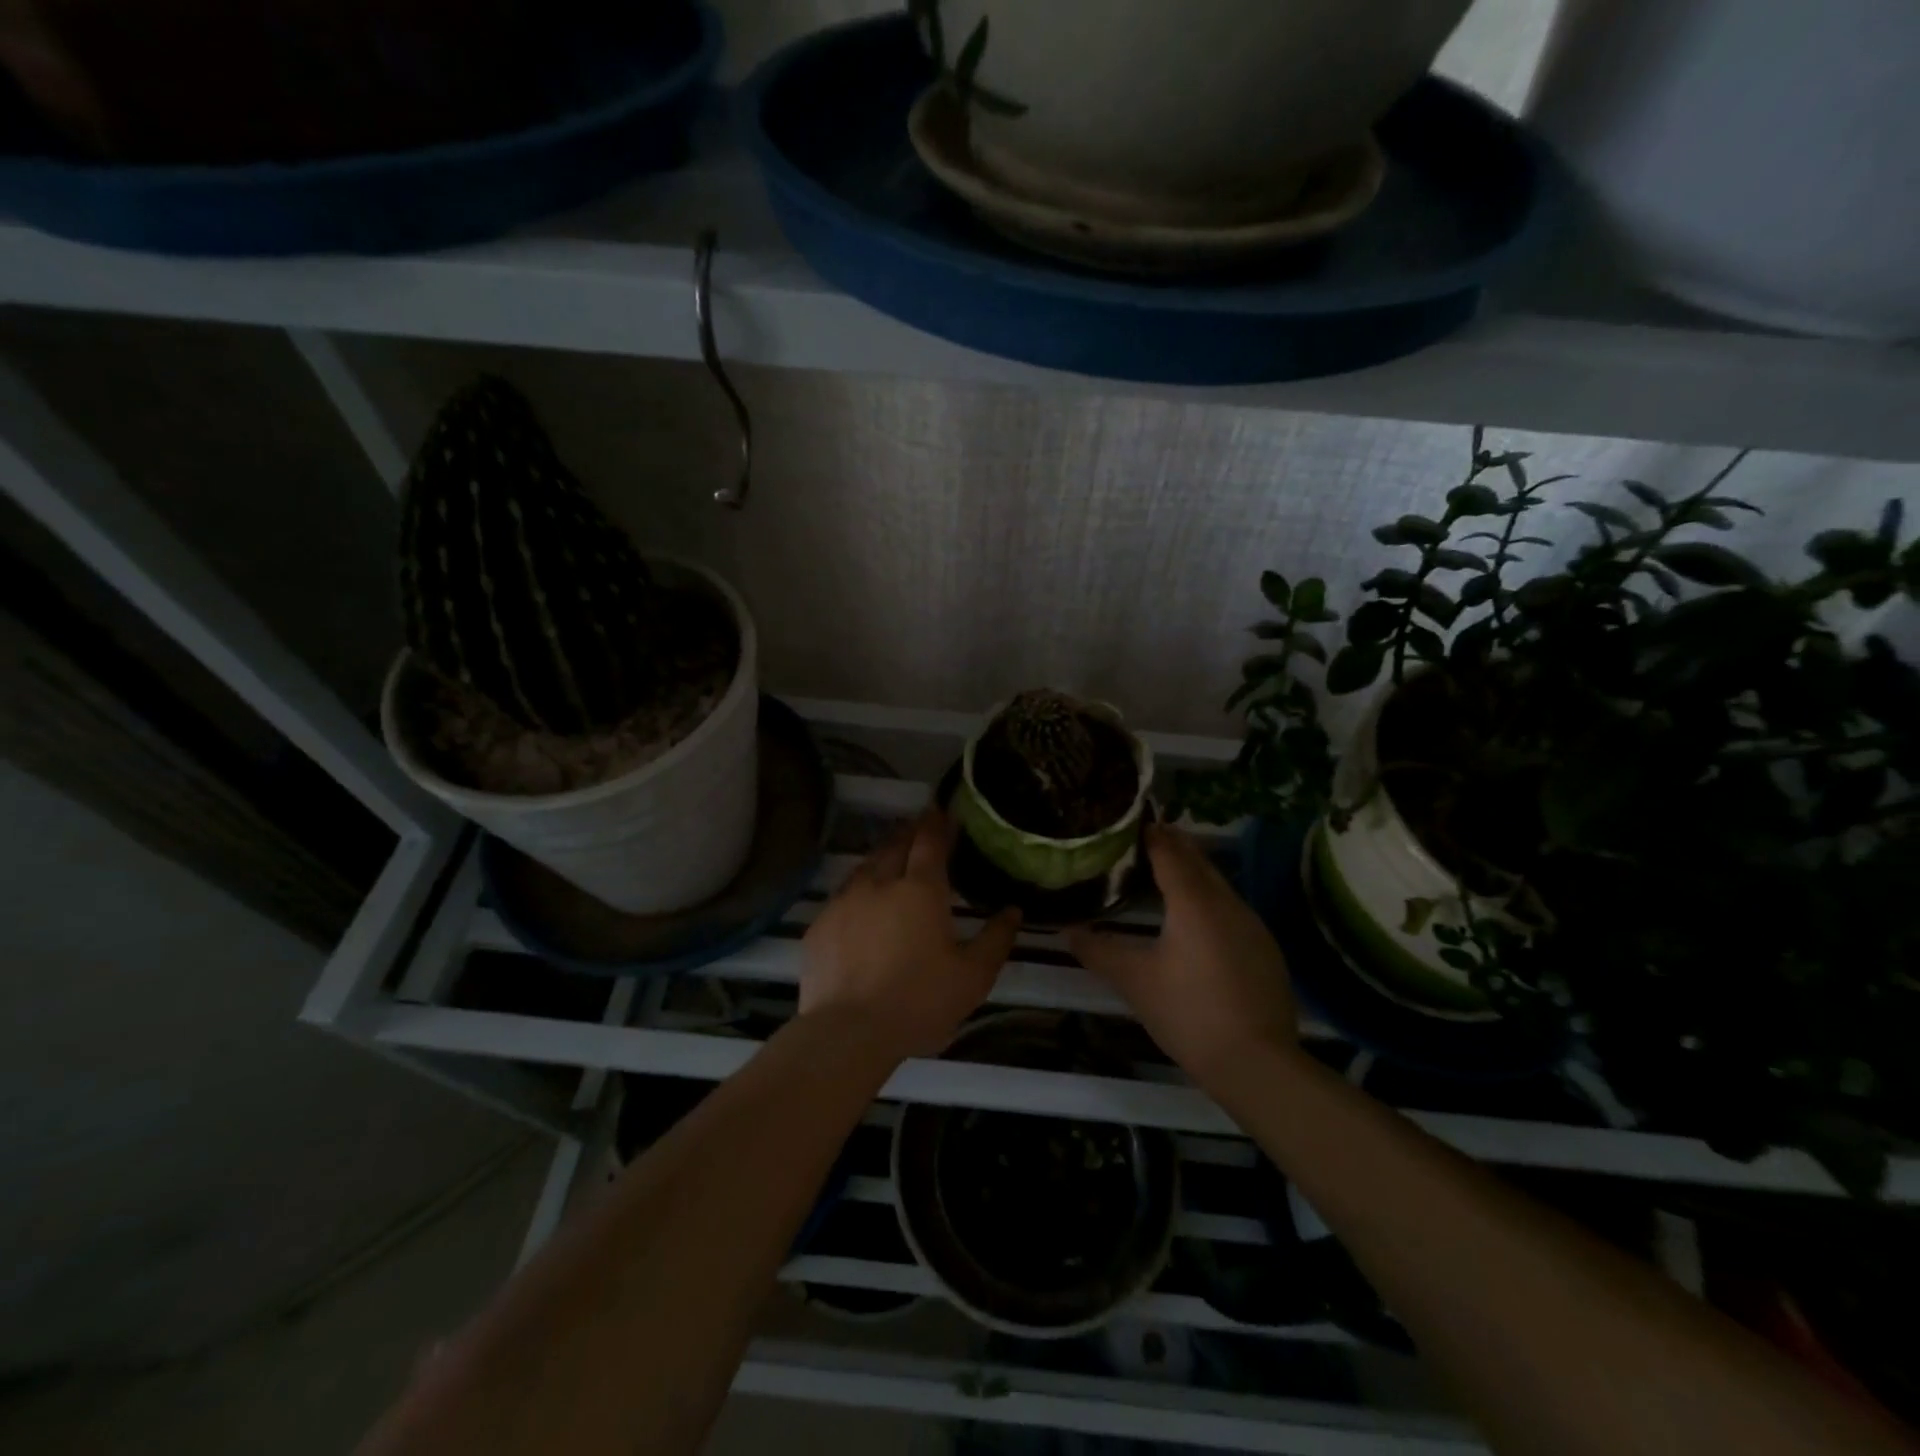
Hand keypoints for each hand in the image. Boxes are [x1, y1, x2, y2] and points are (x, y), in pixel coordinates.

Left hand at [800, 810, 1021, 1063]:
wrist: (847, 1032)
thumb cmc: (918, 1002)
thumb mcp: (972, 977)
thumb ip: (996, 940)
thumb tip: (1013, 911)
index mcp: (921, 890)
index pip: (930, 841)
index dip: (938, 823)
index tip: (944, 811)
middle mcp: (880, 883)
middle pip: (895, 845)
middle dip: (909, 831)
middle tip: (920, 826)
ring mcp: (844, 901)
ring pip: (865, 865)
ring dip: (882, 855)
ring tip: (892, 856)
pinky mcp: (820, 924)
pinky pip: (842, 894)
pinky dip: (858, 888)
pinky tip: (861, 902)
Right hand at [1070, 824, 1297, 1089]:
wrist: (1257, 1063)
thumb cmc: (1189, 1013)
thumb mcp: (1135, 981)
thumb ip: (1099, 951)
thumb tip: (1067, 930)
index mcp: (1194, 902)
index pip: (1170, 853)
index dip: (1151, 835)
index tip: (1132, 822)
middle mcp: (1227, 903)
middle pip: (1199, 862)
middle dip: (1174, 846)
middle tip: (1146, 838)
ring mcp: (1252, 925)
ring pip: (1219, 884)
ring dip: (1194, 872)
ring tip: (1167, 872)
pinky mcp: (1265, 949)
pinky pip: (1232, 908)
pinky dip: (1210, 899)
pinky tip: (1198, 918)